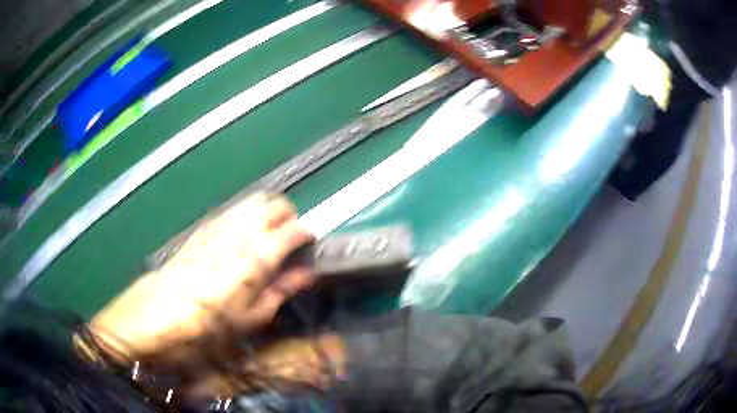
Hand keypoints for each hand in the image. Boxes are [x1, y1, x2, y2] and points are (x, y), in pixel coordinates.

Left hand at [91, 193, 314, 365]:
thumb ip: (283, 289)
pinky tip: (241, 238)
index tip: (308, 249)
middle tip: (288, 242)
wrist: (162, 309)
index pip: (296, 229)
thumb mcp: (253, 316)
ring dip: (269, 213)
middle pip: (277, 204)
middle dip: (290, 218)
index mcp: (259, 255)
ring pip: (256, 200)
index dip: (307, 237)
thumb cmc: (211, 323)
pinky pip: (236, 208)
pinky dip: (248, 215)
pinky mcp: (206, 224)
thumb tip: (306, 272)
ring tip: (267, 237)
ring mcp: (222, 222)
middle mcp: (243, 229)